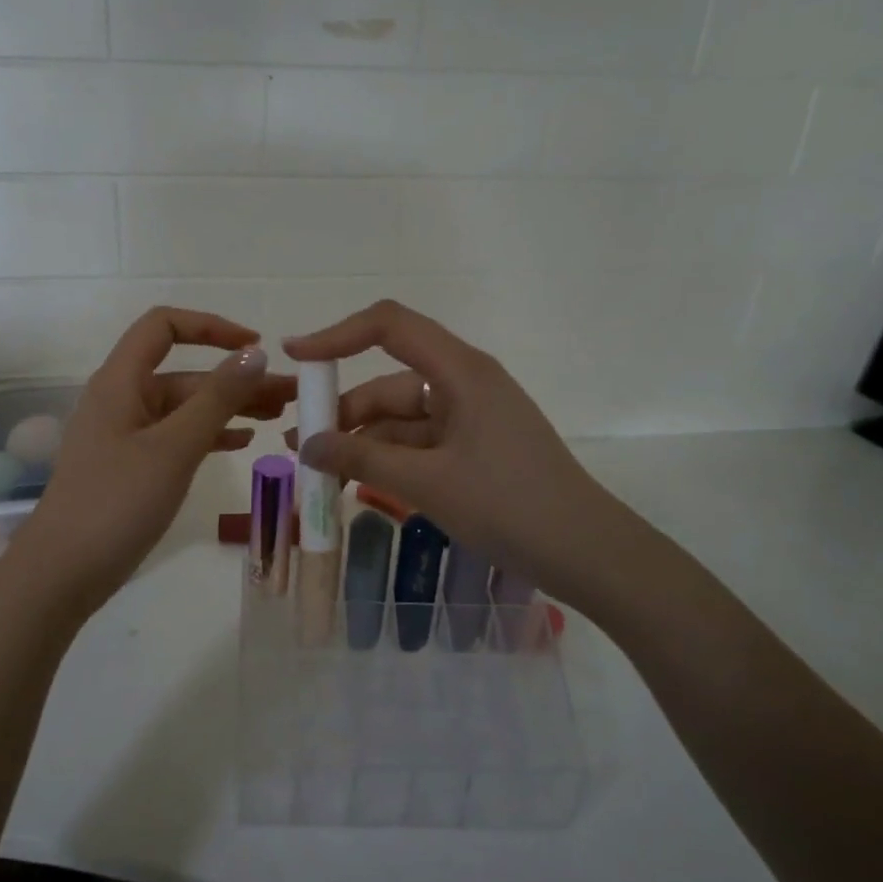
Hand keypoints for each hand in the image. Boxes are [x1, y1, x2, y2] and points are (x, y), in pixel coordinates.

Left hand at [6, 308, 294, 615]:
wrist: (63, 573)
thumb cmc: (117, 502)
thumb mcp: (174, 447)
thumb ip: (217, 398)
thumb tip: (255, 354)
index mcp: (121, 381)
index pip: (164, 326)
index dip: (212, 327)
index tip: (257, 348)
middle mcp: (122, 399)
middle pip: (184, 372)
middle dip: (236, 378)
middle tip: (290, 395)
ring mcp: (126, 435)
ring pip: (185, 408)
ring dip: (229, 408)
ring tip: (278, 417)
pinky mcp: (132, 466)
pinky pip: (177, 437)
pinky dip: (209, 435)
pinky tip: (242, 442)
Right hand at [284, 300, 603, 594]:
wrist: (587, 554)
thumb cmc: (509, 506)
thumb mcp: (427, 482)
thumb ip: (362, 458)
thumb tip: (308, 446)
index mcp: (461, 372)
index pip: (389, 327)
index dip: (337, 335)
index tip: (295, 357)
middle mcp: (465, 384)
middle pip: (390, 381)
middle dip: (344, 409)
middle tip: (300, 442)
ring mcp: (471, 418)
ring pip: (402, 417)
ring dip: (362, 440)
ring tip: (321, 472)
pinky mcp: (475, 449)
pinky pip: (420, 443)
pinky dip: (388, 459)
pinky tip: (358, 483)